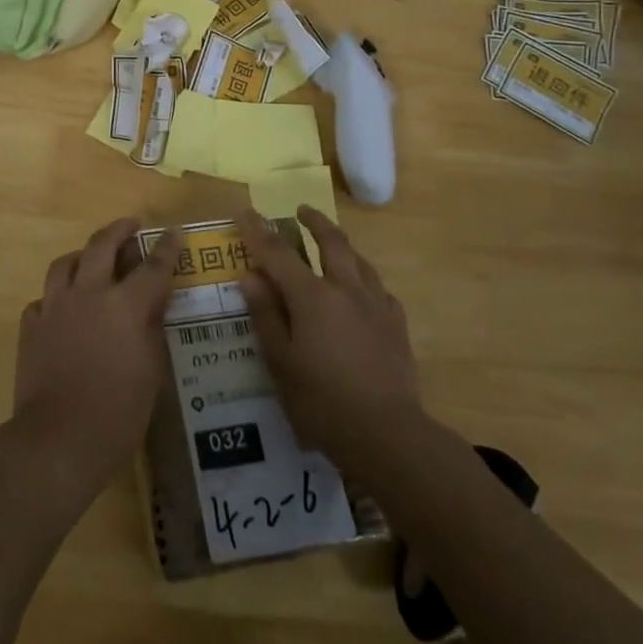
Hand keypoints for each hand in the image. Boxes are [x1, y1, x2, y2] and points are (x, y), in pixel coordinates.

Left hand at [10, 218, 179, 504]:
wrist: (59, 438)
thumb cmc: (118, 412)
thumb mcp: (152, 372)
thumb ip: (152, 330)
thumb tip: (153, 305)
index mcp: (125, 305)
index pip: (152, 266)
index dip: (166, 247)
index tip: (174, 232)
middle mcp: (88, 294)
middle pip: (101, 245)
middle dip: (119, 230)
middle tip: (130, 225)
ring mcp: (54, 307)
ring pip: (65, 263)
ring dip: (82, 255)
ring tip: (91, 259)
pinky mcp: (31, 326)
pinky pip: (43, 299)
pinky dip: (57, 296)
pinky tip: (63, 307)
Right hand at [240, 208, 421, 480]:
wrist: (387, 433)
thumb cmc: (321, 400)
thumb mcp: (280, 361)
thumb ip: (266, 314)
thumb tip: (250, 276)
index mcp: (312, 297)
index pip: (278, 253)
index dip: (258, 231)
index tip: (245, 211)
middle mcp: (346, 290)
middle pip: (331, 243)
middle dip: (314, 222)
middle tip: (302, 210)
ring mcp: (376, 306)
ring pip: (360, 261)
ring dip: (342, 244)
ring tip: (332, 242)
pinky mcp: (397, 326)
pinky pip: (379, 289)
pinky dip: (364, 279)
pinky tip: (363, 290)